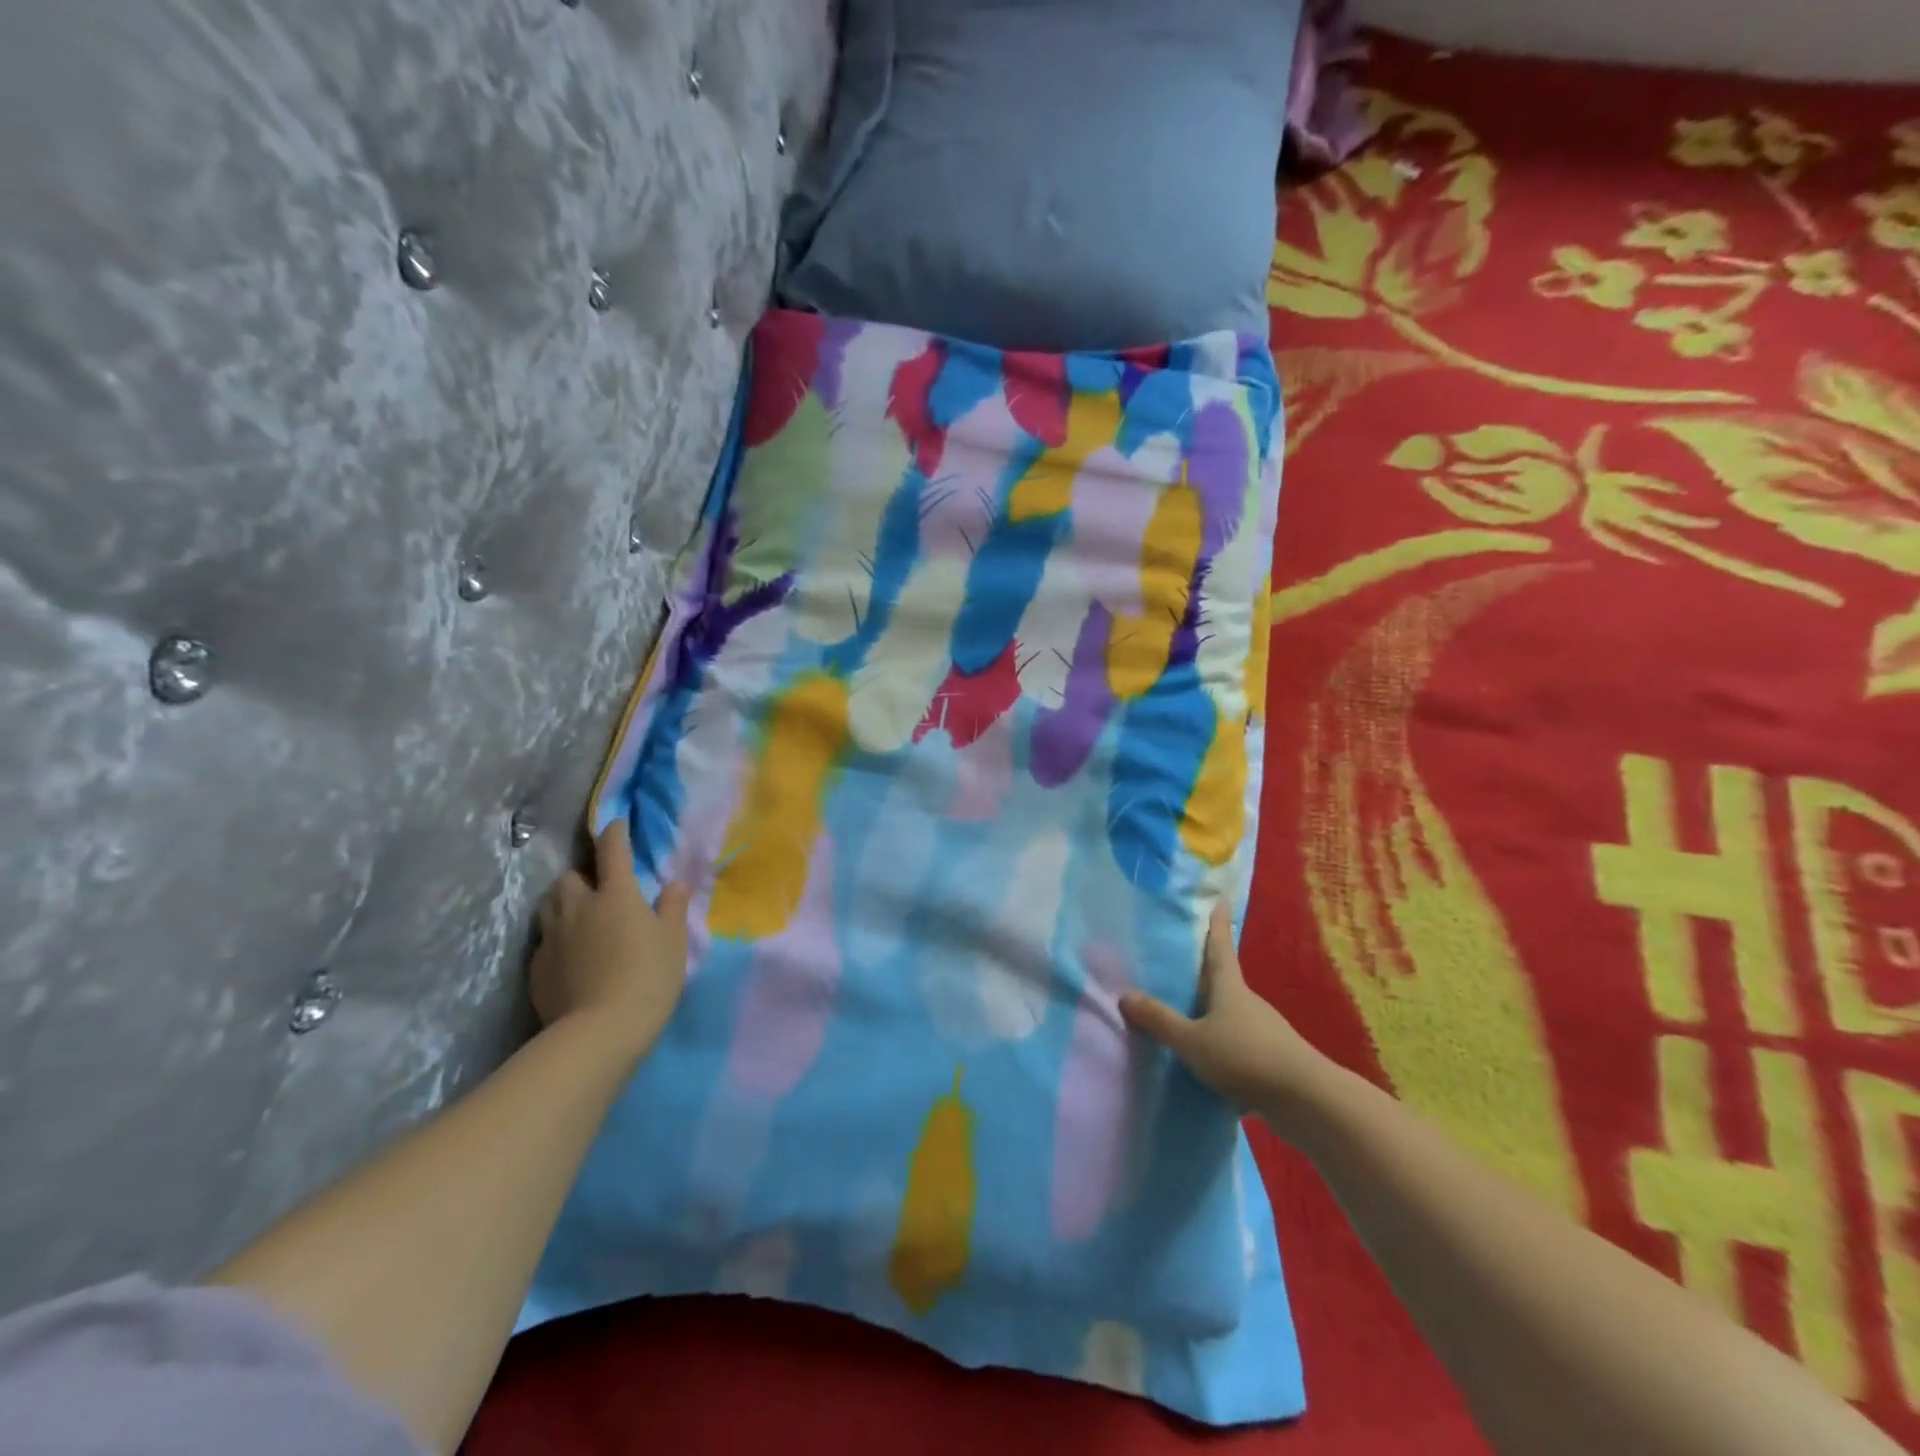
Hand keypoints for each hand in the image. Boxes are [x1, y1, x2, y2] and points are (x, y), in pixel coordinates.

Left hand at [531, 817, 690, 1063]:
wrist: (598, 1032)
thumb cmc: (648, 978)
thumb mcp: (673, 941)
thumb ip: (672, 907)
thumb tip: (673, 883)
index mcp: (616, 894)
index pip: (613, 850)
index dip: (615, 833)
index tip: (617, 825)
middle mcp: (578, 907)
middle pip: (569, 877)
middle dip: (581, 877)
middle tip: (598, 890)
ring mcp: (551, 937)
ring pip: (549, 906)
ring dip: (563, 904)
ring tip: (578, 918)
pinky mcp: (536, 968)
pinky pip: (543, 941)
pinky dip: (556, 940)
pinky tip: (570, 957)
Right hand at [1119, 903, 1336, 1123]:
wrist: (1307, 1100)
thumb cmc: (1245, 1057)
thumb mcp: (1192, 1041)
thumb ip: (1160, 1021)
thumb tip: (1124, 994)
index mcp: (1229, 987)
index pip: (1220, 947)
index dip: (1218, 924)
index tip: (1220, 900)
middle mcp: (1247, 1001)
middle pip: (1223, 980)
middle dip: (1205, 972)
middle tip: (1181, 963)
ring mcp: (1263, 1029)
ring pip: (1230, 1013)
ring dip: (1210, 1012)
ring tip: (1184, 1017)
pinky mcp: (1271, 1057)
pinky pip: (1237, 1041)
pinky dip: (1221, 1043)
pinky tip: (1205, 1060)